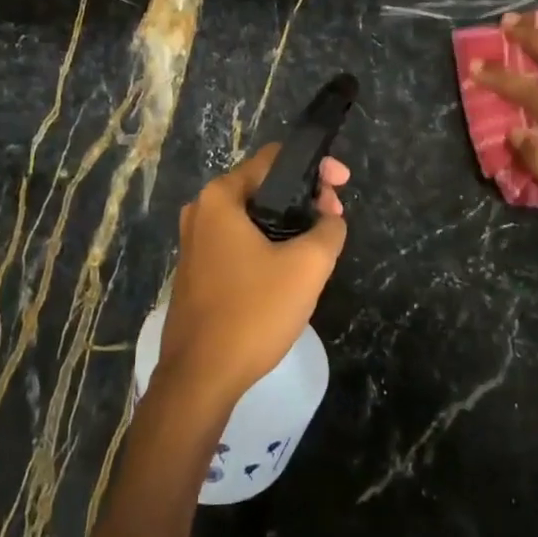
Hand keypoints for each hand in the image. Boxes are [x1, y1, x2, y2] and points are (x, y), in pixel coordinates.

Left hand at [154, 143, 350, 414]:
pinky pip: (240, 243)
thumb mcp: (308, 266)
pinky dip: (268, 245)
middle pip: (264, 187)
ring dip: (288, 224)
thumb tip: (329, 220)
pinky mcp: (198, 272)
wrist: (201, 377)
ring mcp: (194, 243)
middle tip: (334, 221)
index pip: (274, 159)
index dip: (315, 167)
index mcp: (221, 197)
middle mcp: (201, 211)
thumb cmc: (253, 311)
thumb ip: (329, 229)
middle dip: (304, 198)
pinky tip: (289, 270)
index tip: (343, 186)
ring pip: (253, 218)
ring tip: (319, 246)